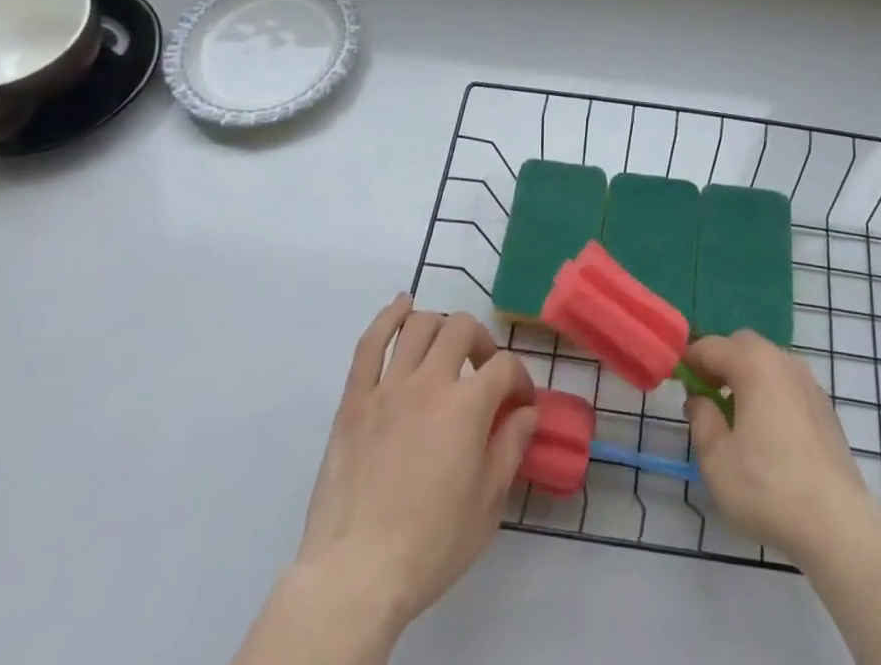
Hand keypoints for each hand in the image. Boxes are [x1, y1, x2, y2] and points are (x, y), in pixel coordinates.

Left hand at [253, 297, 537, 660]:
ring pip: (418, 326)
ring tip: (445, 346)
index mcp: (467, 407)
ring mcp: (388, 387)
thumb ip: (510, 447)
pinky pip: (369, 344)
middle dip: (481, 342)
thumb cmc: (430, 546)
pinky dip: (387, 317)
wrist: (355, 575)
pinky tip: (401, 306)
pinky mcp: (354, 400)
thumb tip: (526, 412)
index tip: (520, 405)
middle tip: (483, 370)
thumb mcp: (487, 505)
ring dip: (439, 326)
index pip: (504, 367)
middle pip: (461, 328)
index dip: (519, 380)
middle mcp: (430, 382)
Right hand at [684, 330, 880, 565]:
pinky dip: (769, 392)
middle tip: (704, 394)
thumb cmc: (768, 487)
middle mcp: (783, 361)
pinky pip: (786, 384)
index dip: (689, 360)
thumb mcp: (716, 459)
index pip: (711, 346)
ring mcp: (808, 383)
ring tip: (733, 415)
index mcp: (754, 363)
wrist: (838, 524)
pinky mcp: (824, 408)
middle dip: (719, 362)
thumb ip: (701, 419)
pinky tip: (765, 431)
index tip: (675, 380)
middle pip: (742, 346)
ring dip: (745, 376)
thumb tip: (698, 399)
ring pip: (767, 363)